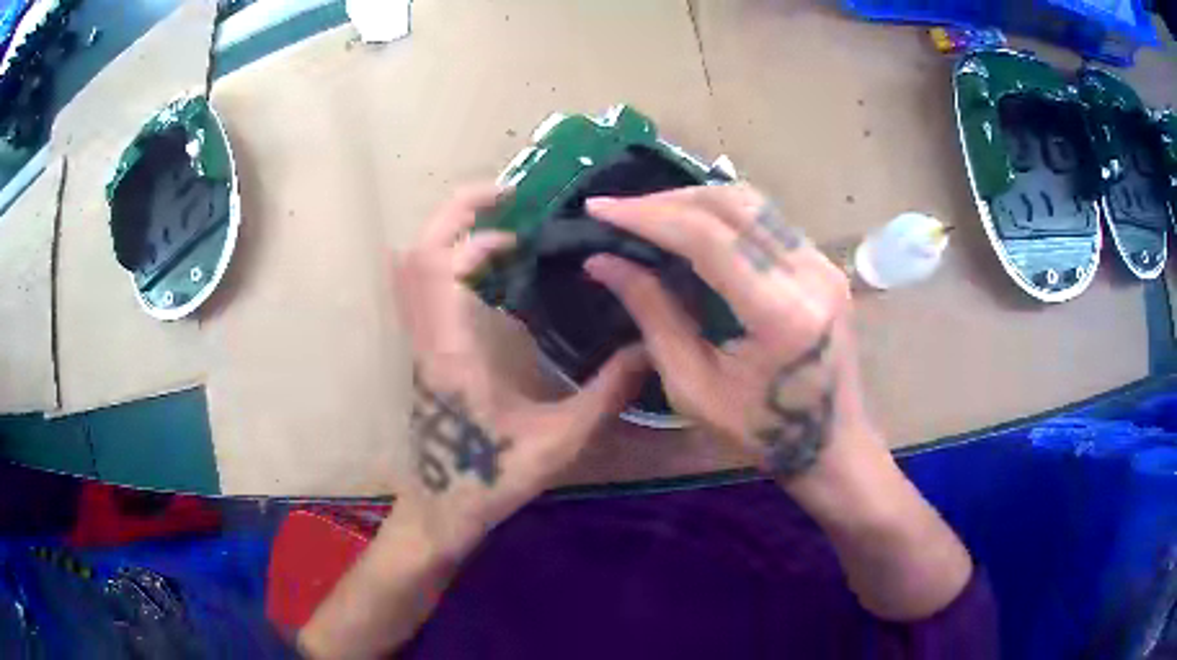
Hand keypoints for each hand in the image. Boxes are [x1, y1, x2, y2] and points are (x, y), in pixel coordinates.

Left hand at [391, 183, 648, 554]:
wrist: (441, 510)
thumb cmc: (490, 480)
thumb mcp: (558, 443)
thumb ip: (606, 395)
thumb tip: (649, 349)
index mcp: (450, 351)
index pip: (434, 262)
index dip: (467, 222)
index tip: (514, 210)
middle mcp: (427, 338)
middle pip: (416, 253)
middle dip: (457, 214)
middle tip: (510, 203)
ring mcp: (421, 344)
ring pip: (414, 270)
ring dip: (455, 238)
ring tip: (508, 236)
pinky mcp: (426, 352)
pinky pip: (425, 290)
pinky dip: (454, 264)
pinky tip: (497, 278)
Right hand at [583, 184, 876, 481]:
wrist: (832, 444)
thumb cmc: (761, 432)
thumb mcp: (693, 386)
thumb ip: (652, 314)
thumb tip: (603, 262)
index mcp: (781, 314)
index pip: (710, 238)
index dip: (650, 217)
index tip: (599, 210)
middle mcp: (811, 274)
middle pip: (733, 204)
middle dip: (668, 201)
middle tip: (621, 213)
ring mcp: (824, 264)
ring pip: (752, 203)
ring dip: (694, 202)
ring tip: (649, 216)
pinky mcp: (824, 264)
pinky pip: (766, 220)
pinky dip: (722, 217)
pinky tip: (691, 230)